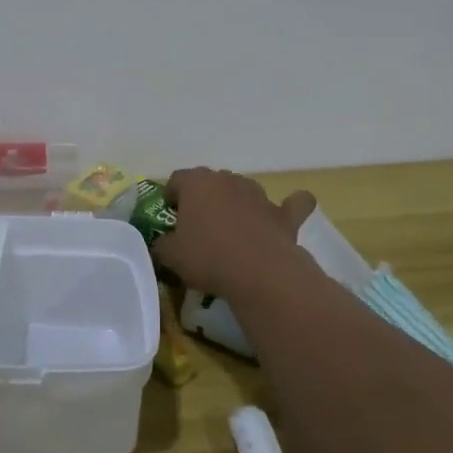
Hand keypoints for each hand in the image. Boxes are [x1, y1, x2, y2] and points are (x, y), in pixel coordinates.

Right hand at [151, 168, 315, 297]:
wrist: (260, 273)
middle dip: (204, 200)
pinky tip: (285, 216)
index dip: (171, 197)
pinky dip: (289, 207)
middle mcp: (228, 180)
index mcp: (196, 183)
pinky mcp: (283, 214)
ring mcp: (258, 194)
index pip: (177, 180)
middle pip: (210, 183)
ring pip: (243, 190)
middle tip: (198, 227)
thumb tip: (161, 244)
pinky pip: (291, 204)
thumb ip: (161, 245)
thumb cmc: (207, 257)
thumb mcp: (171, 256)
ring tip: (231, 231)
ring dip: (236, 204)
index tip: (171, 217)